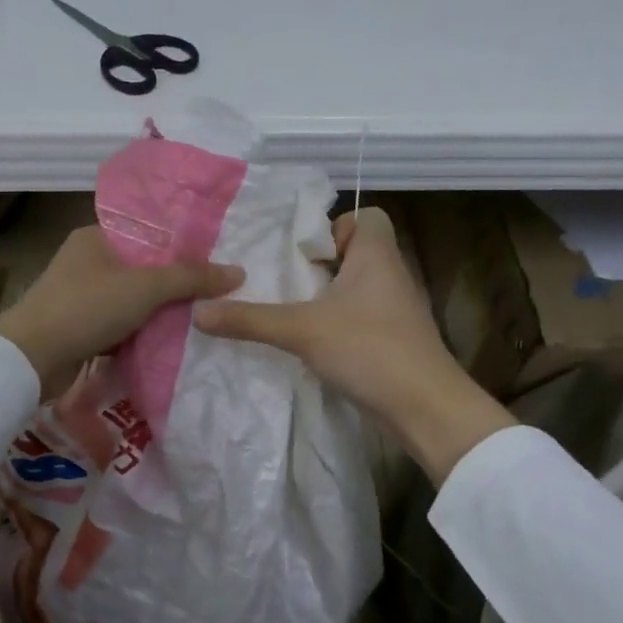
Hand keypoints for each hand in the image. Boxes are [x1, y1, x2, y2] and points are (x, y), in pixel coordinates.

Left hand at [0, 225, 243, 396]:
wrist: (32, 358)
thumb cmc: (87, 308)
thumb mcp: (145, 287)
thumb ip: (191, 278)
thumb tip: (238, 272)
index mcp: (96, 237)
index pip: (148, 234)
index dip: (181, 248)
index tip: (213, 264)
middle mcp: (86, 261)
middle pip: (142, 269)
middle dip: (173, 286)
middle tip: (212, 296)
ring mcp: (79, 296)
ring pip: (131, 300)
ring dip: (157, 313)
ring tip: (197, 320)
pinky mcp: (78, 327)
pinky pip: (119, 324)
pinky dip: (138, 333)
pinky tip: (166, 342)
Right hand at [193, 206, 514, 482]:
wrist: (425, 407)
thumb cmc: (368, 349)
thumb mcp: (300, 330)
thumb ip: (249, 320)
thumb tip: (198, 311)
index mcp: (377, 255)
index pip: (365, 216)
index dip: (334, 226)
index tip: (304, 255)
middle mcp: (391, 275)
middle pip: (355, 253)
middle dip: (319, 266)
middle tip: (285, 283)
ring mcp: (395, 310)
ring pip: (357, 289)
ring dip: (326, 298)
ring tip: (291, 313)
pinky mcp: (394, 341)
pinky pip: (361, 318)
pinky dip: (338, 325)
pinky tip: (313, 345)